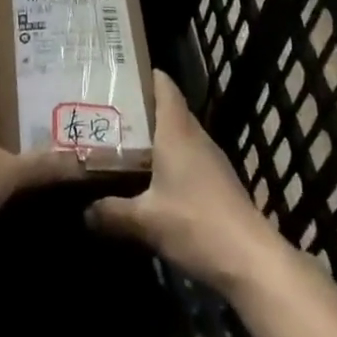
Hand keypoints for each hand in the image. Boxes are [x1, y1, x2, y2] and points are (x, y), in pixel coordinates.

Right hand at [86, 70, 278, 290]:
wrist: (252, 262)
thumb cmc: (196, 225)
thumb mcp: (145, 221)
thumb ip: (112, 213)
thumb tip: (84, 212)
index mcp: (177, 130)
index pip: (163, 84)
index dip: (142, 75)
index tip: (115, 75)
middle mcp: (194, 136)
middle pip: (167, 108)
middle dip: (138, 108)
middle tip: (105, 111)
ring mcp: (210, 160)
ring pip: (177, 134)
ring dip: (152, 135)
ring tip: (119, 142)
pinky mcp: (218, 183)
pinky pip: (187, 157)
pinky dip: (166, 159)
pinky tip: (148, 178)